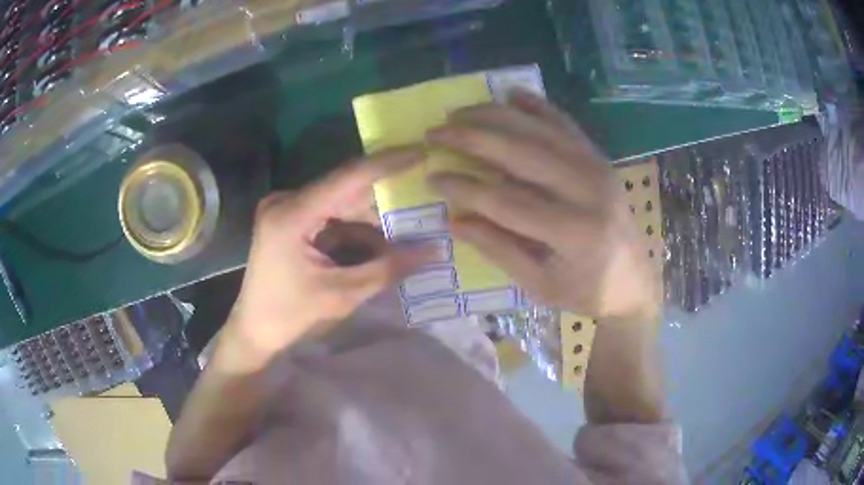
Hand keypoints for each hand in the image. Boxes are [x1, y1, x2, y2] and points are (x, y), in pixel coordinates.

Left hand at [227, 147, 428, 356]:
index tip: (422, 151)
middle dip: (386, 192)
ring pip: (342, 203)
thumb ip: (387, 269)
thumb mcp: (341, 294)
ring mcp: (288, 210)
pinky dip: (358, 227)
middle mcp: (288, 201)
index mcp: (292, 214)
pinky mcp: (291, 221)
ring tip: (414, 218)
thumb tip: (433, 251)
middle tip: (426, 189)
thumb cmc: (290, 316)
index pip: (348, 177)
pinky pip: (333, 216)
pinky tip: (384, 239)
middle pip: (346, 188)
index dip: (388, 163)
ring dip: (375, 214)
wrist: (254, 330)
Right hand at [426, 92, 660, 322]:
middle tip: (435, 131)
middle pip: (522, 153)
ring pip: (540, 130)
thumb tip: (454, 219)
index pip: (507, 201)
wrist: (635, 282)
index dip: (465, 188)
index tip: (432, 177)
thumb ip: (498, 248)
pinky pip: (565, 125)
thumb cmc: (587, 292)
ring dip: (496, 115)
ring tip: (459, 111)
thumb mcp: (540, 284)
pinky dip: (538, 106)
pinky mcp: (600, 159)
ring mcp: (597, 168)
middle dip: (472, 138)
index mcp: (574, 232)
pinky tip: (512, 94)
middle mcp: (588, 190)